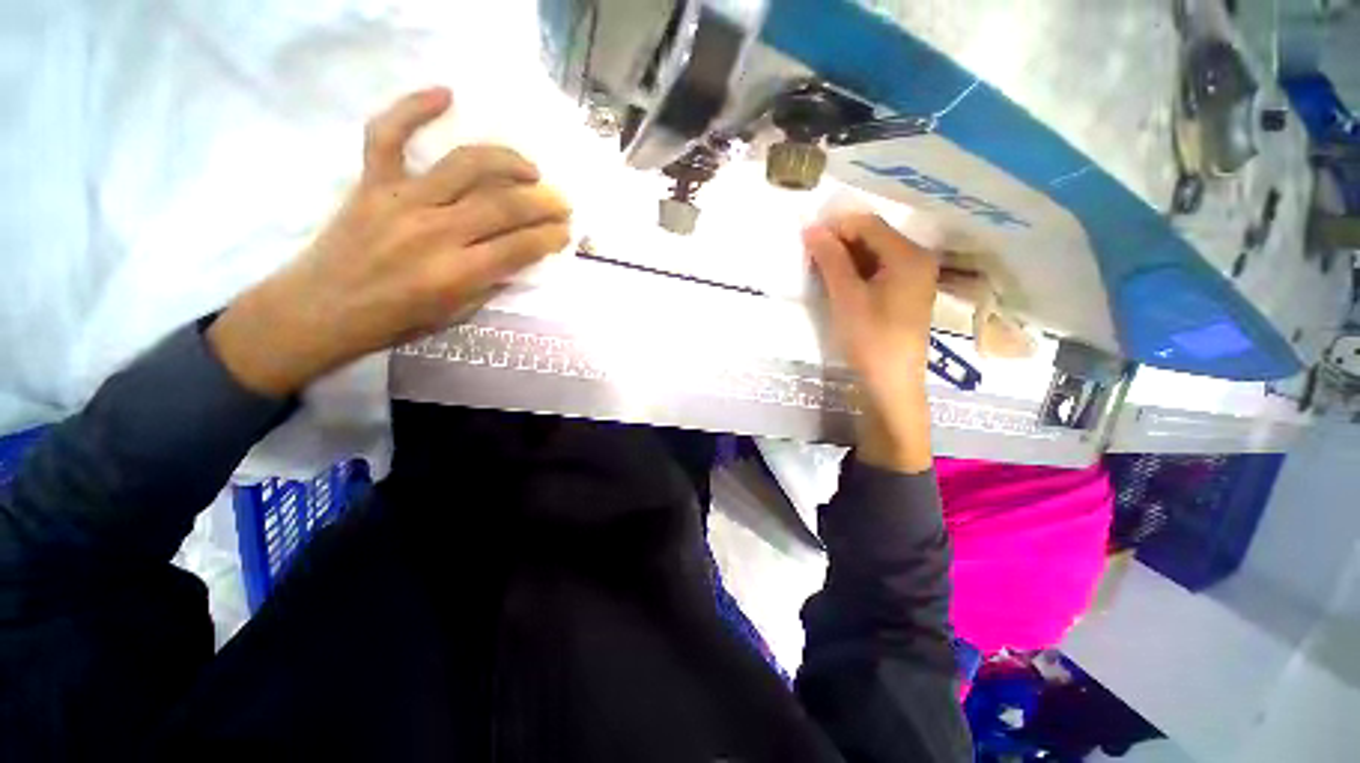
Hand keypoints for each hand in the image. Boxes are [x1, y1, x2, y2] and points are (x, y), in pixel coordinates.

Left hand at [209, 87, 571, 396]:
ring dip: (507, 161)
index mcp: (458, 274)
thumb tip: (520, 258)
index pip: (521, 247)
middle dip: (543, 203)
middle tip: (561, 202)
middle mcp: (436, 232)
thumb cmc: (396, 320)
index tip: (565, 232)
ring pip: (464, 165)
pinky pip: (388, 135)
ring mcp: (401, 201)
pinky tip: (445, 95)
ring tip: (529, 168)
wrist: (322, 309)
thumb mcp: (457, 314)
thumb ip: (490, 283)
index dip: (550, 237)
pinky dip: (413, 109)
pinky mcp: (371, 183)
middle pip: (503, 205)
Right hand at [804, 213, 938, 472]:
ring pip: (875, 253)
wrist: (891, 382)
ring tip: (821, 271)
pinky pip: (880, 270)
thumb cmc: (870, 338)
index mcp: (908, 255)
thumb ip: (831, 259)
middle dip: (840, 242)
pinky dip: (857, 271)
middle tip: (811, 259)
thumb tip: (812, 228)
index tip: (807, 241)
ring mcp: (915, 276)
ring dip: (846, 257)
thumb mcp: (846, 296)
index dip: (835, 227)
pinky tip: (840, 284)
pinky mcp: (907, 292)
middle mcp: (918, 258)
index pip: (868, 224)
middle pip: (874, 236)